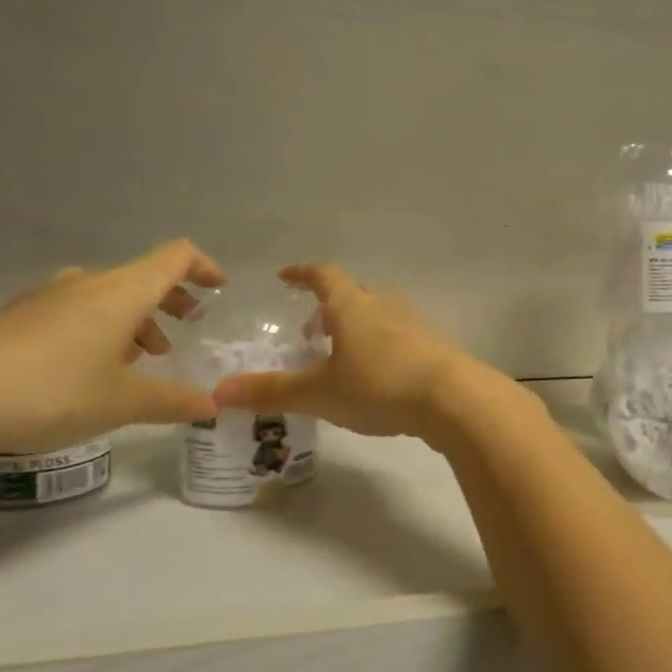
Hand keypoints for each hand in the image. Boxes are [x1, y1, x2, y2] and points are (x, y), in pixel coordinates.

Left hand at [0, 240, 227, 459]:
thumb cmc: (50, 391)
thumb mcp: (122, 403)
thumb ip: (174, 401)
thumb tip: (213, 406)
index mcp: (122, 292)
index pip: (176, 257)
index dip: (205, 267)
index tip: (220, 289)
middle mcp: (86, 284)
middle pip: (142, 277)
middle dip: (171, 300)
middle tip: (184, 330)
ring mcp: (45, 300)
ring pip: (106, 296)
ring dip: (133, 319)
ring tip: (138, 360)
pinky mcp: (14, 321)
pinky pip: (74, 312)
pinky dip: (98, 330)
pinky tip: (87, 372)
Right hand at [210, 264, 481, 440]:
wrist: (453, 398)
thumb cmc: (379, 385)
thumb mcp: (320, 392)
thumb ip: (272, 392)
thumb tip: (218, 393)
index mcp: (353, 305)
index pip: (324, 276)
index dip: (303, 274)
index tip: (286, 277)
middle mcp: (384, 306)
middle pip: (353, 295)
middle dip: (329, 307)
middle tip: (309, 331)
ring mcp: (413, 325)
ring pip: (377, 316)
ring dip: (356, 328)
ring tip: (339, 356)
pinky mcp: (433, 348)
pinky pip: (397, 338)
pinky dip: (379, 347)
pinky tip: (375, 377)